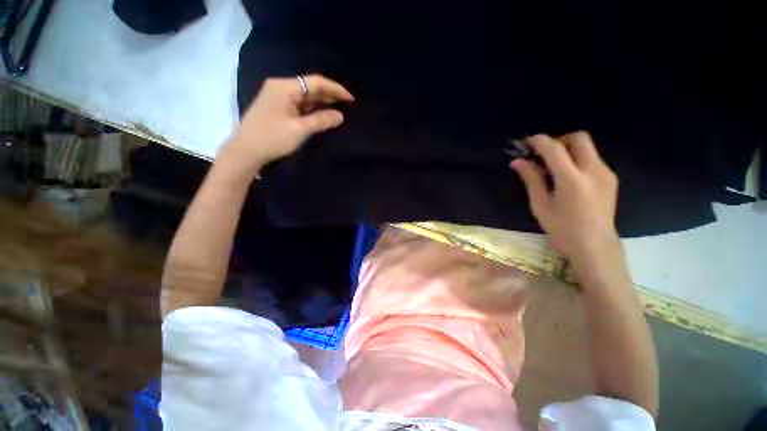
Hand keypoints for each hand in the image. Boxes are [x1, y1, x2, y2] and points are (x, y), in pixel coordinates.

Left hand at [220, 74, 354, 171]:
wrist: (246, 150)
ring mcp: (277, 96)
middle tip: (347, 105)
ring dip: (321, 102)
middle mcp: (281, 86)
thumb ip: (321, 120)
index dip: (335, 89)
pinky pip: (298, 103)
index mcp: (285, 87)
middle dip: (329, 95)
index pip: (316, 82)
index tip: (351, 99)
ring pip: (305, 95)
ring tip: (338, 109)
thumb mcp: (300, 130)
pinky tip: (321, 114)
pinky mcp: (276, 106)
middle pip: (310, 86)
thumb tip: (341, 115)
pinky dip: (311, 108)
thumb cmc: (273, 138)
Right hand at [510, 131, 619, 262]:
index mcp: (572, 181)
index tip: (526, 142)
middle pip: (579, 138)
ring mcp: (606, 173)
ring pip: (587, 147)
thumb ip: (531, 179)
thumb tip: (517, 161)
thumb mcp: (540, 205)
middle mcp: (594, 171)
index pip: (555, 149)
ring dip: (567, 149)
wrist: (595, 246)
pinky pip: (592, 158)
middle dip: (558, 140)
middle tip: (542, 153)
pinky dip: (576, 158)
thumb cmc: (562, 229)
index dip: (539, 141)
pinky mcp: (611, 178)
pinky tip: (566, 175)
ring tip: (552, 166)